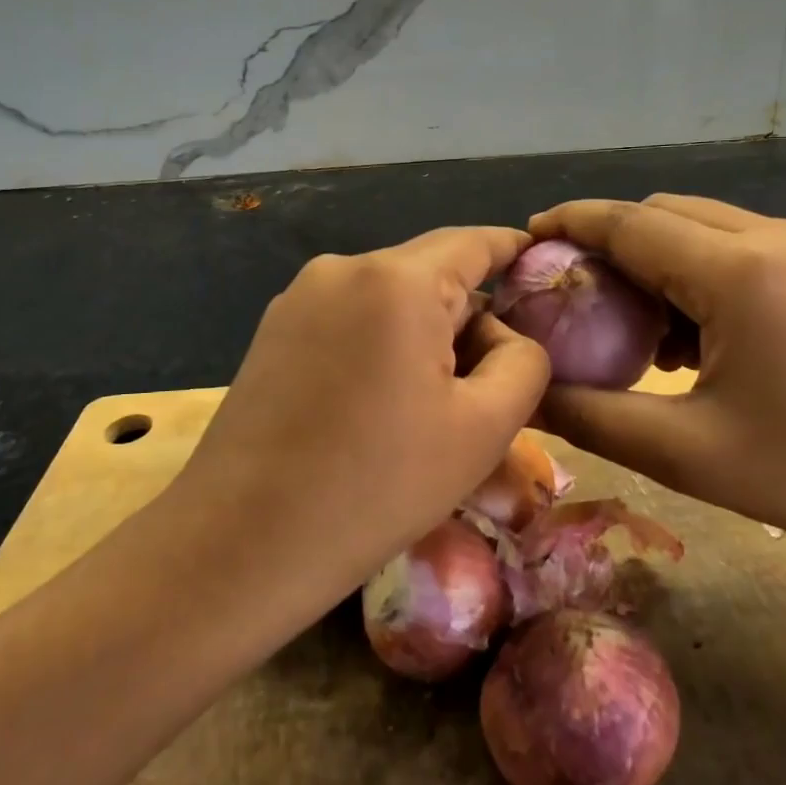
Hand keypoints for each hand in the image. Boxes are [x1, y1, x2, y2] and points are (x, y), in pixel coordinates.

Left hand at [178, 227, 551, 587]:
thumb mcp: (483, 430)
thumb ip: (524, 363)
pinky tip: (379, 406)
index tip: (544, 270)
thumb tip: (503, 336)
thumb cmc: (376, 486)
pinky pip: (351, 319)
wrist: (241, 543)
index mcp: (397, 281)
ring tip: (433, 406)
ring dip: (425, 335)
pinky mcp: (273, 331)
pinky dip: (382, 345)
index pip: (474, 242)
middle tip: (493, 381)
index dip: (515, 250)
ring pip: (390, 299)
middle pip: (431, 272)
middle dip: (471, 314)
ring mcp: (299, 298)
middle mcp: (342, 269)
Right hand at [528, 196, 785, 569]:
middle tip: (570, 295)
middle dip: (607, 242)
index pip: (628, 222)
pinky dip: (694, 274)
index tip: (524, 238)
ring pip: (701, 228)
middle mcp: (769, 238)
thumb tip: (528, 394)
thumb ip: (594, 418)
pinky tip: (690, 337)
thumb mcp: (690, 454)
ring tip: (628, 325)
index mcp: (735, 271)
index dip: (569, 223)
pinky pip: (737, 250)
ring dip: (653, 260)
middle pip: (662, 214)